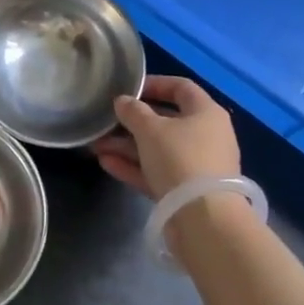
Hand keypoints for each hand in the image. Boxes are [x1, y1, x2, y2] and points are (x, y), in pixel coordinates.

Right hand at [91, 75, 240, 200]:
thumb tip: (122, 101)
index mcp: (206, 113)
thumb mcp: (151, 129)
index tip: (129, 89)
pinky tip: (106, 163)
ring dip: (127, 146)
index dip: (154, 84)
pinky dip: (134, 167)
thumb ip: (133, 111)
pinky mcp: (186, 192)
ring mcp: (197, 166)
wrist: (204, 220)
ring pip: (158, 149)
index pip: (181, 87)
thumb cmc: (180, 159)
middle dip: (133, 122)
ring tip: (96, 145)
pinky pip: (157, 172)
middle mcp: (206, 136)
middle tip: (107, 121)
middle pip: (166, 121)